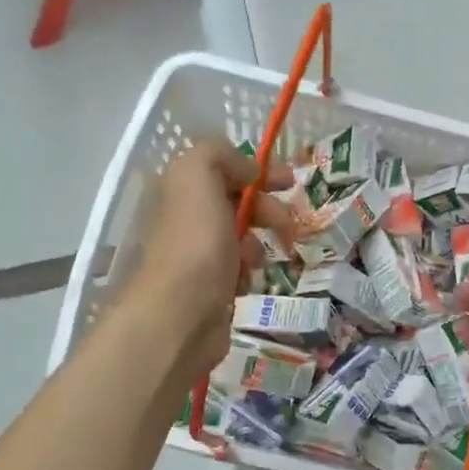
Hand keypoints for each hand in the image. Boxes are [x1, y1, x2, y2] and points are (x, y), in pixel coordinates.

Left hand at [126, 142, 293, 380]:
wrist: (180, 316)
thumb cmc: (195, 244)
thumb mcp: (197, 176)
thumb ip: (218, 154)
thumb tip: (247, 171)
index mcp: (179, 192)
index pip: (222, 169)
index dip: (257, 171)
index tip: (289, 182)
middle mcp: (184, 221)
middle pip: (236, 204)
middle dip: (266, 210)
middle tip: (286, 225)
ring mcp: (196, 258)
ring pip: (241, 239)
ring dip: (257, 245)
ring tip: (256, 261)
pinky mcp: (209, 289)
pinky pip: (240, 271)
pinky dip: (248, 273)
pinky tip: (245, 282)